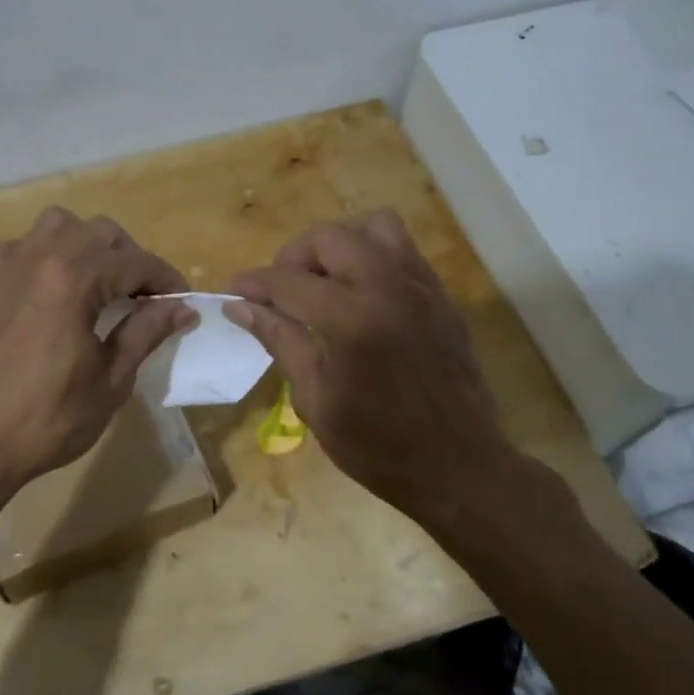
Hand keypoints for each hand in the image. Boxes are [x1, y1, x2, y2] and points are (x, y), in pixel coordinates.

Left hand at [0, 207, 194, 497]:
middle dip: (131, 259)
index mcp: (72, 281)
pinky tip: (57, 287)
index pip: (135, 263)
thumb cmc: (49, 418)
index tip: (183, 301)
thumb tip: (182, 308)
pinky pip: (26, 244)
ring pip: (61, 225)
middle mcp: (39, 257)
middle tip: (145, 297)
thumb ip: (147, 332)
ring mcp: (8, 265)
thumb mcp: (111, 380)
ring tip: (102, 282)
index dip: (166, 280)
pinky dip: (50, 251)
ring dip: (90, 244)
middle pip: (101, 233)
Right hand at [227, 210, 561, 536]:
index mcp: (350, 319)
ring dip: (339, 245)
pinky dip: (372, 256)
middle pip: (328, 237)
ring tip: (324, 282)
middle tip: (281, 292)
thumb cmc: (378, 445)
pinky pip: (402, 249)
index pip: (287, 281)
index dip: (253, 284)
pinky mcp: (440, 295)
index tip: (233, 292)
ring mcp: (420, 286)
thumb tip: (240, 307)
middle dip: (293, 257)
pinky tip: (359, 294)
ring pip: (372, 226)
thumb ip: (280, 341)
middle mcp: (387, 287)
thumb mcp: (315, 399)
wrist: (460, 468)